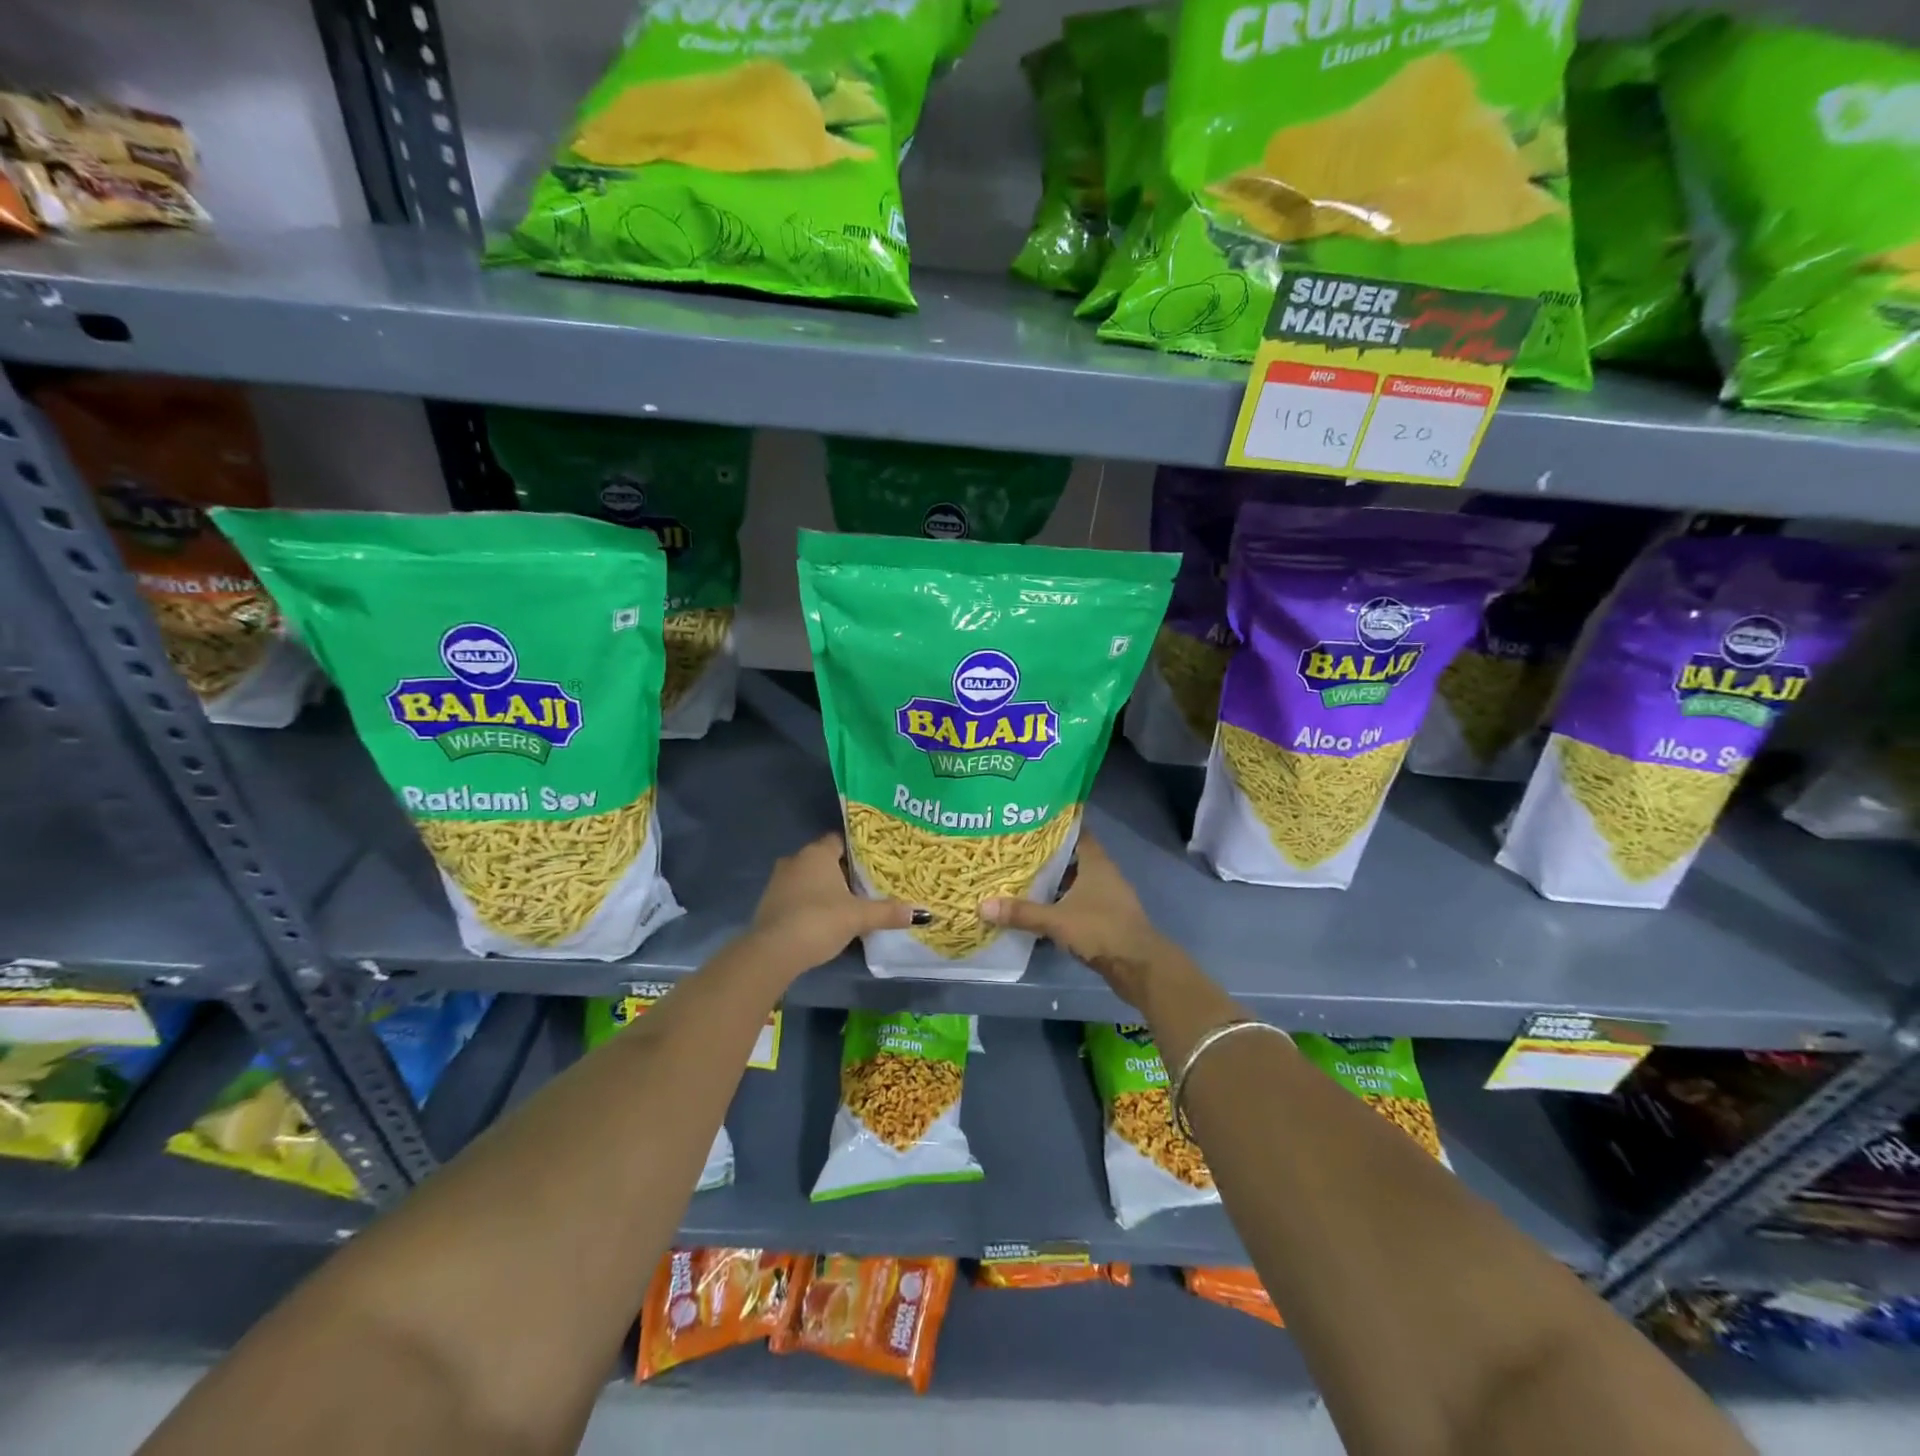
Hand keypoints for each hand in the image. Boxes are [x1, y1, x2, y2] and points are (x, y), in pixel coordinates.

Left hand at [743, 833, 911, 977]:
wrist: (773, 952)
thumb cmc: (819, 921)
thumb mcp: (858, 917)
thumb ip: (888, 912)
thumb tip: (921, 913)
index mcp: (817, 853)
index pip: (839, 840)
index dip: (857, 850)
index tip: (874, 862)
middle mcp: (795, 860)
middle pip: (824, 860)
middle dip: (843, 872)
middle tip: (866, 886)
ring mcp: (778, 882)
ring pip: (809, 879)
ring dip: (824, 890)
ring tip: (848, 904)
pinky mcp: (768, 904)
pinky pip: (796, 897)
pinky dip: (809, 904)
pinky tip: (823, 920)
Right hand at [981, 833, 1173, 1003]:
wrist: (1139, 966)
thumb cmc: (1101, 930)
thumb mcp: (1057, 920)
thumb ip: (1022, 912)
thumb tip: (982, 906)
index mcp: (1096, 862)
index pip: (1076, 832)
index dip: (1055, 825)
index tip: (1030, 821)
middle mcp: (1103, 874)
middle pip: (1072, 857)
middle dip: (1047, 856)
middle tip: (1016, 851)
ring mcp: (1107, 897)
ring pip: (1076, 882)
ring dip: (1054, 882)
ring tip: (1021, 878)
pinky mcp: (1106, 918)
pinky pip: (1079, 903)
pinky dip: (1062, 903)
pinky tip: (1040, 908)